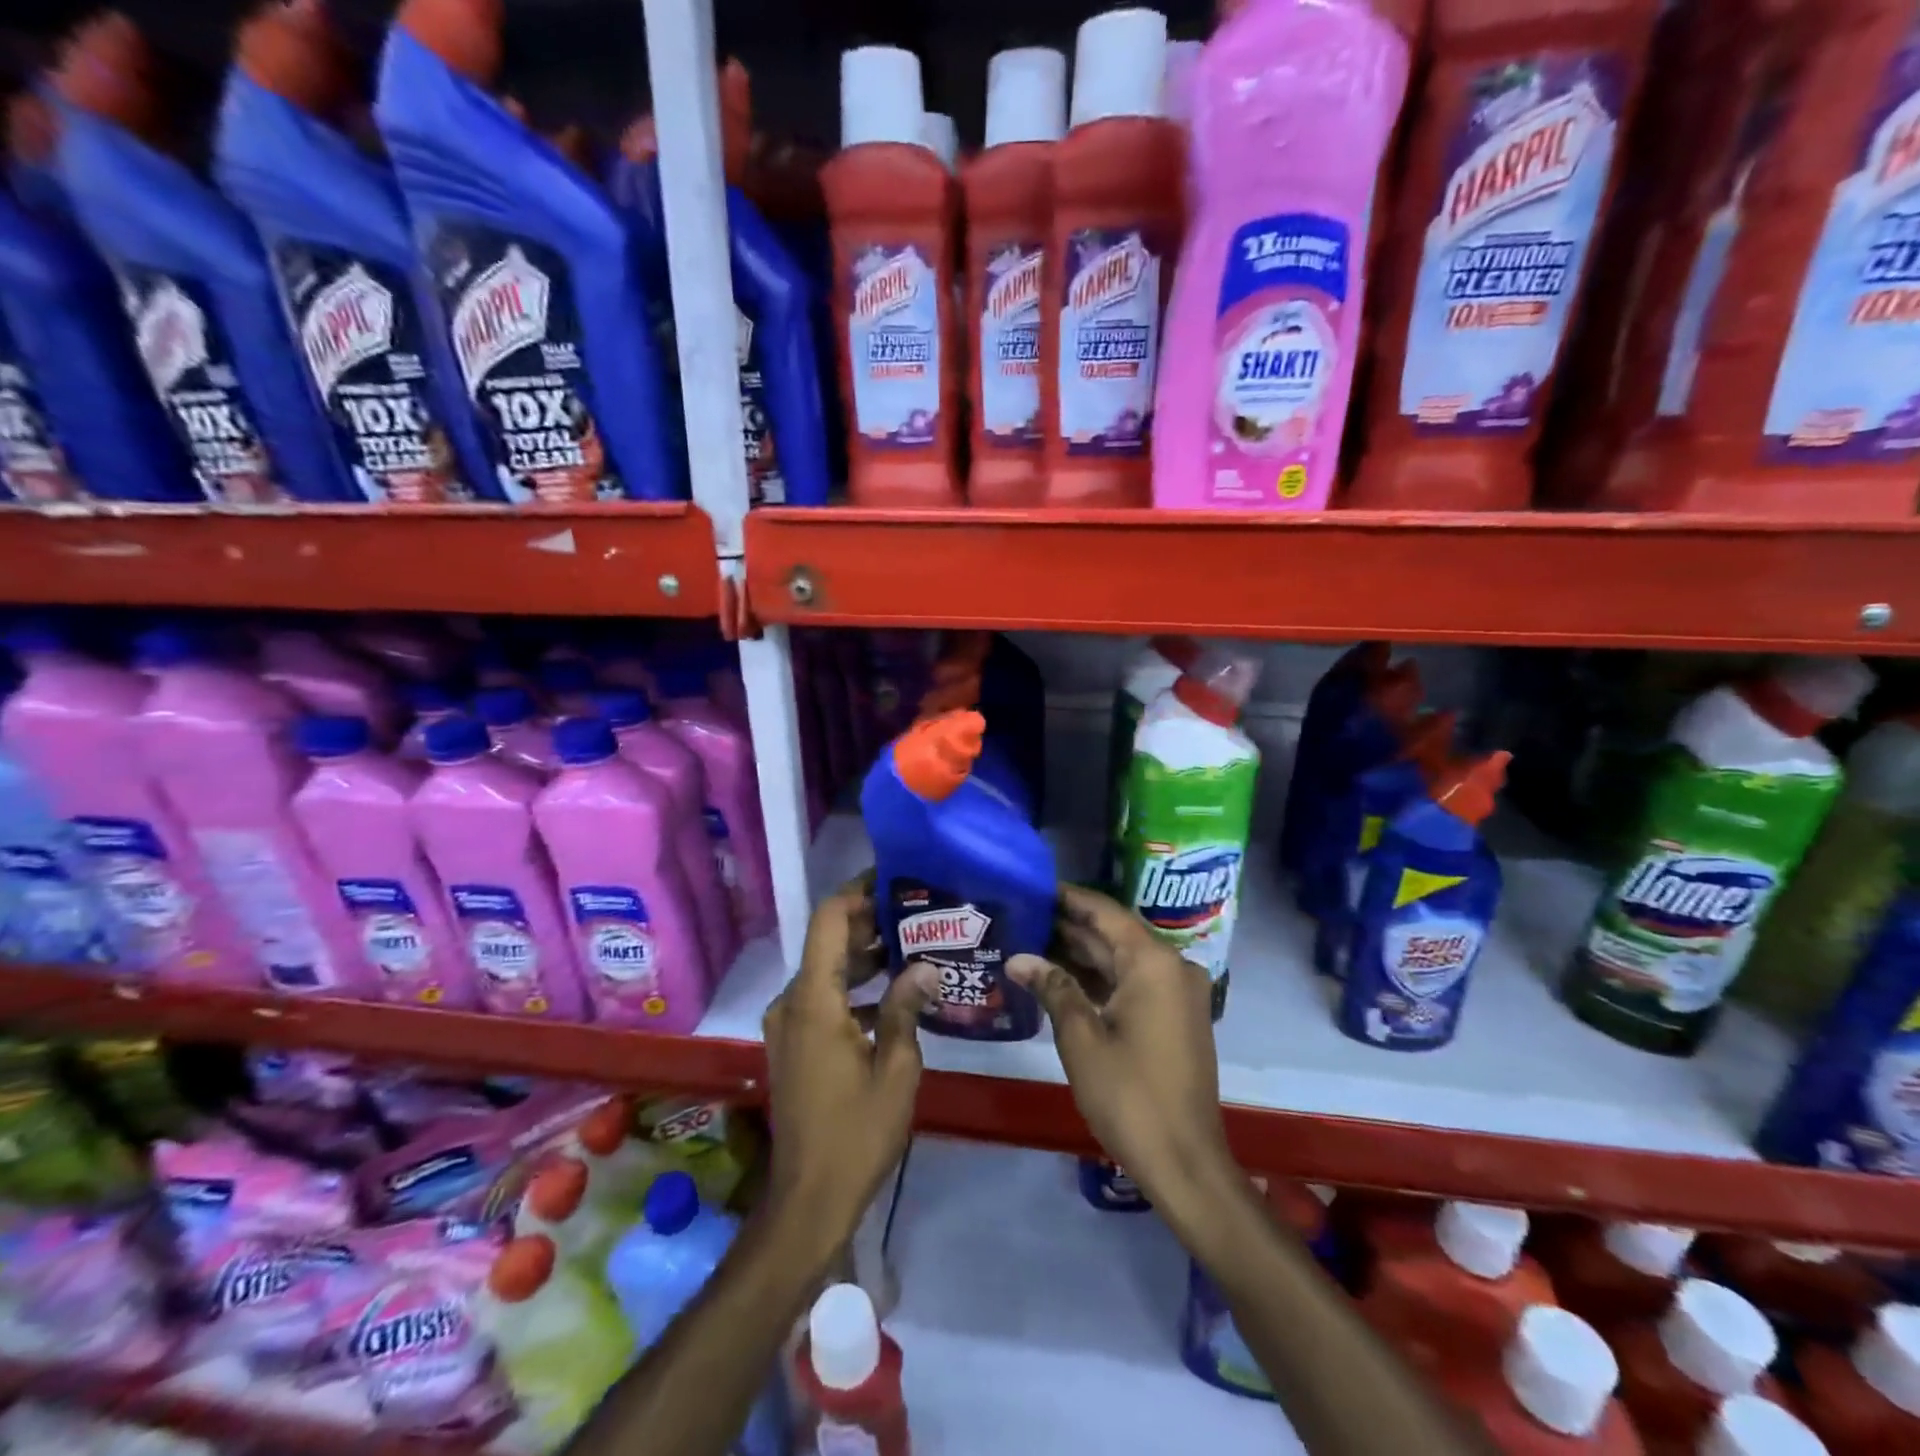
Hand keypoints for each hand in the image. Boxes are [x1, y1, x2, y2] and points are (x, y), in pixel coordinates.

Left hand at [760, 875, 935, 1260]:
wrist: (808, 1199)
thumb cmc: (856, 1133)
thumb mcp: (896, 1068)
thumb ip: (906, 1008)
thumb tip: (925, 965)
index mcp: (813, 1000)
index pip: (829, 920)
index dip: (858, 893)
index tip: (895, 881)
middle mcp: (792, 1002)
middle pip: (828, 942)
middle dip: (870, 924)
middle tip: (918, 915)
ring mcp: (789, 1025)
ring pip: (827, 971)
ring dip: (865, 958)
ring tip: (914, 948)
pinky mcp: (794, 1046)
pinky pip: (824, 999)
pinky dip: (855, 990)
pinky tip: (895, 997)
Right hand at [1009, 885, 1235, 1213]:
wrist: (1185, 1162)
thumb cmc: (1129, 1094)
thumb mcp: (1081, 1038)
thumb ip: (1052, 987)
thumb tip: (1018, 957)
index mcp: (1152, 962)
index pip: (1104, 912)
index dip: (1068, 897)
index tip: (1033, 885)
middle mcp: (1170, 967)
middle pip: (1113, 934)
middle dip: (1069, 926)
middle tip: (1023, 914)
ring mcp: (1176, 994)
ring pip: (1121, 960)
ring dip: (1081, 954)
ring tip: (1032, 941)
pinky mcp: (1175, 1017)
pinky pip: (1132, 983)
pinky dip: (1099, 980)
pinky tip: (1061, 978)